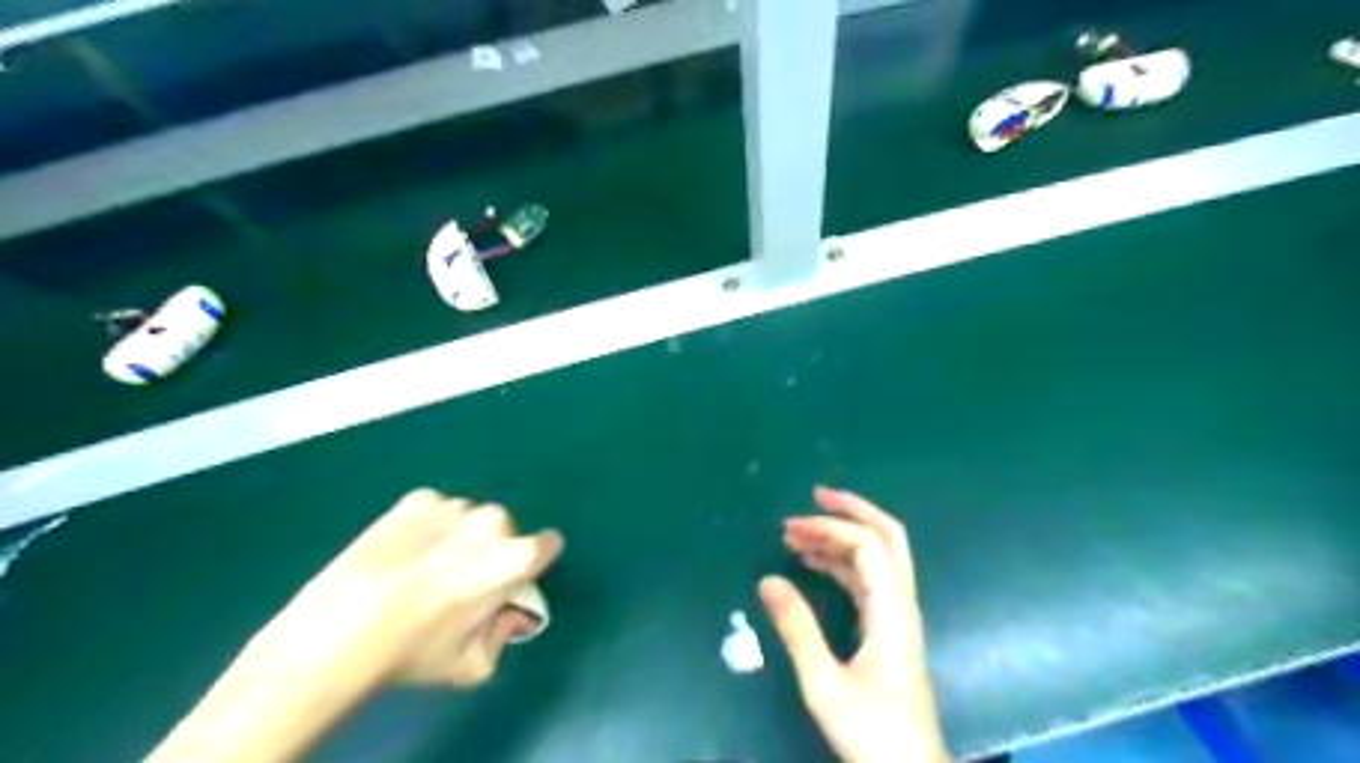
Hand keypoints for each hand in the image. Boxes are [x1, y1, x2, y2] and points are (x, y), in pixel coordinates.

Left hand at [148, 490, 566, 762]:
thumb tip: (505, 612)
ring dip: (460, 536)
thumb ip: (504, 634)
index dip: (536, 561)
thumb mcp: (474, 665)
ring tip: (424, 566)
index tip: (515, 577)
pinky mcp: (417, 499)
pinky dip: (428, 525)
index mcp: (515, 557)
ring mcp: (453, 505)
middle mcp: (492, 521)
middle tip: (461, 580)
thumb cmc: (416, 650)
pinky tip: (404, 552)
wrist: (340, 629)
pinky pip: (436, 510)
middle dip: (493, 549)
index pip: (549, 544)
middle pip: (505, 530)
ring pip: (469, 518)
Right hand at [761, 489, 946, 761]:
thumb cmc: (872, 733)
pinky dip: (843, 563)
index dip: (830, 528)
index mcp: (892, 611)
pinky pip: (869, 580)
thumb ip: (797, 630)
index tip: (790, 529)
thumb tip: (768, 579)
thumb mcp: (825, 684)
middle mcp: (902, 604)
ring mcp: (899, 617)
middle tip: (814, 496)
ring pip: (879, 557)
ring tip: (798, 535)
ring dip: (842, 538)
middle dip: (852, 510)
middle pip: (889, 537)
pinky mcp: (891, 631)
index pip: (868, 546)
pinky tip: (815, 565)